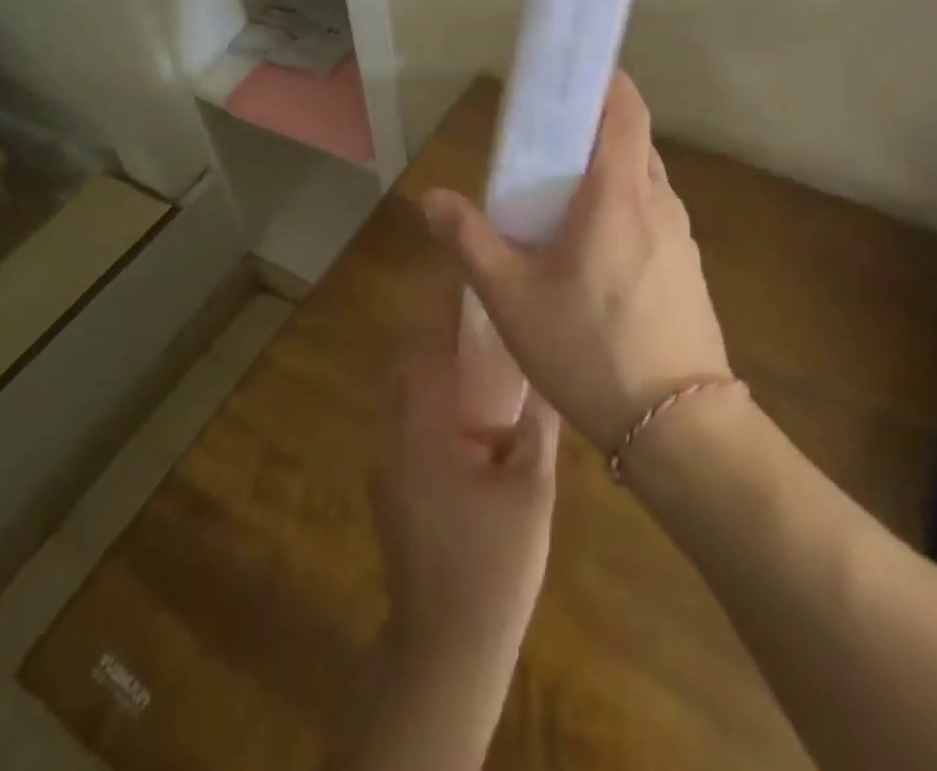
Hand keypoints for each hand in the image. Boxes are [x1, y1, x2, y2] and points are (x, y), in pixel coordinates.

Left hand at [373, 303, 559, 665]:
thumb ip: (536, 426)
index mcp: (421, 431)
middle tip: (484, 321)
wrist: (446, 648)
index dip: (442, 314)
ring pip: (405, 394)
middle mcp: (392, 437)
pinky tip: (470, 417)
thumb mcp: (529, 490)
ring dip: (435, 371)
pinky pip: (406, 423)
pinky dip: (432, 403)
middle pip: (408, 366)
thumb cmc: (493, 564)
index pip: (423, 351)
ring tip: (481, 359)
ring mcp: (386, 464)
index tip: (470, 289)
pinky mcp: (391, 487)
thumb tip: (549, 376)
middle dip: (439, 338)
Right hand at [422, 72, 730, 450]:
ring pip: (644, 180)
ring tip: (562, 200)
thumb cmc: (589, 348)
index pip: (624, 107)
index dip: (603, 81)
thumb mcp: (511, 296)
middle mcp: (659, 201)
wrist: (679, 427)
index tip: (569, 78)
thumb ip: (470, 240)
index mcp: (619, 191)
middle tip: (546, 145)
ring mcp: (681, 237)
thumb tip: (432, 199)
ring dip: (608, 173)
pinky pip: (653, 217)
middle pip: (632, 140)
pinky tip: (594, 254)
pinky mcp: (688, 269)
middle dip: (593, 130)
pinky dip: (624, 210)